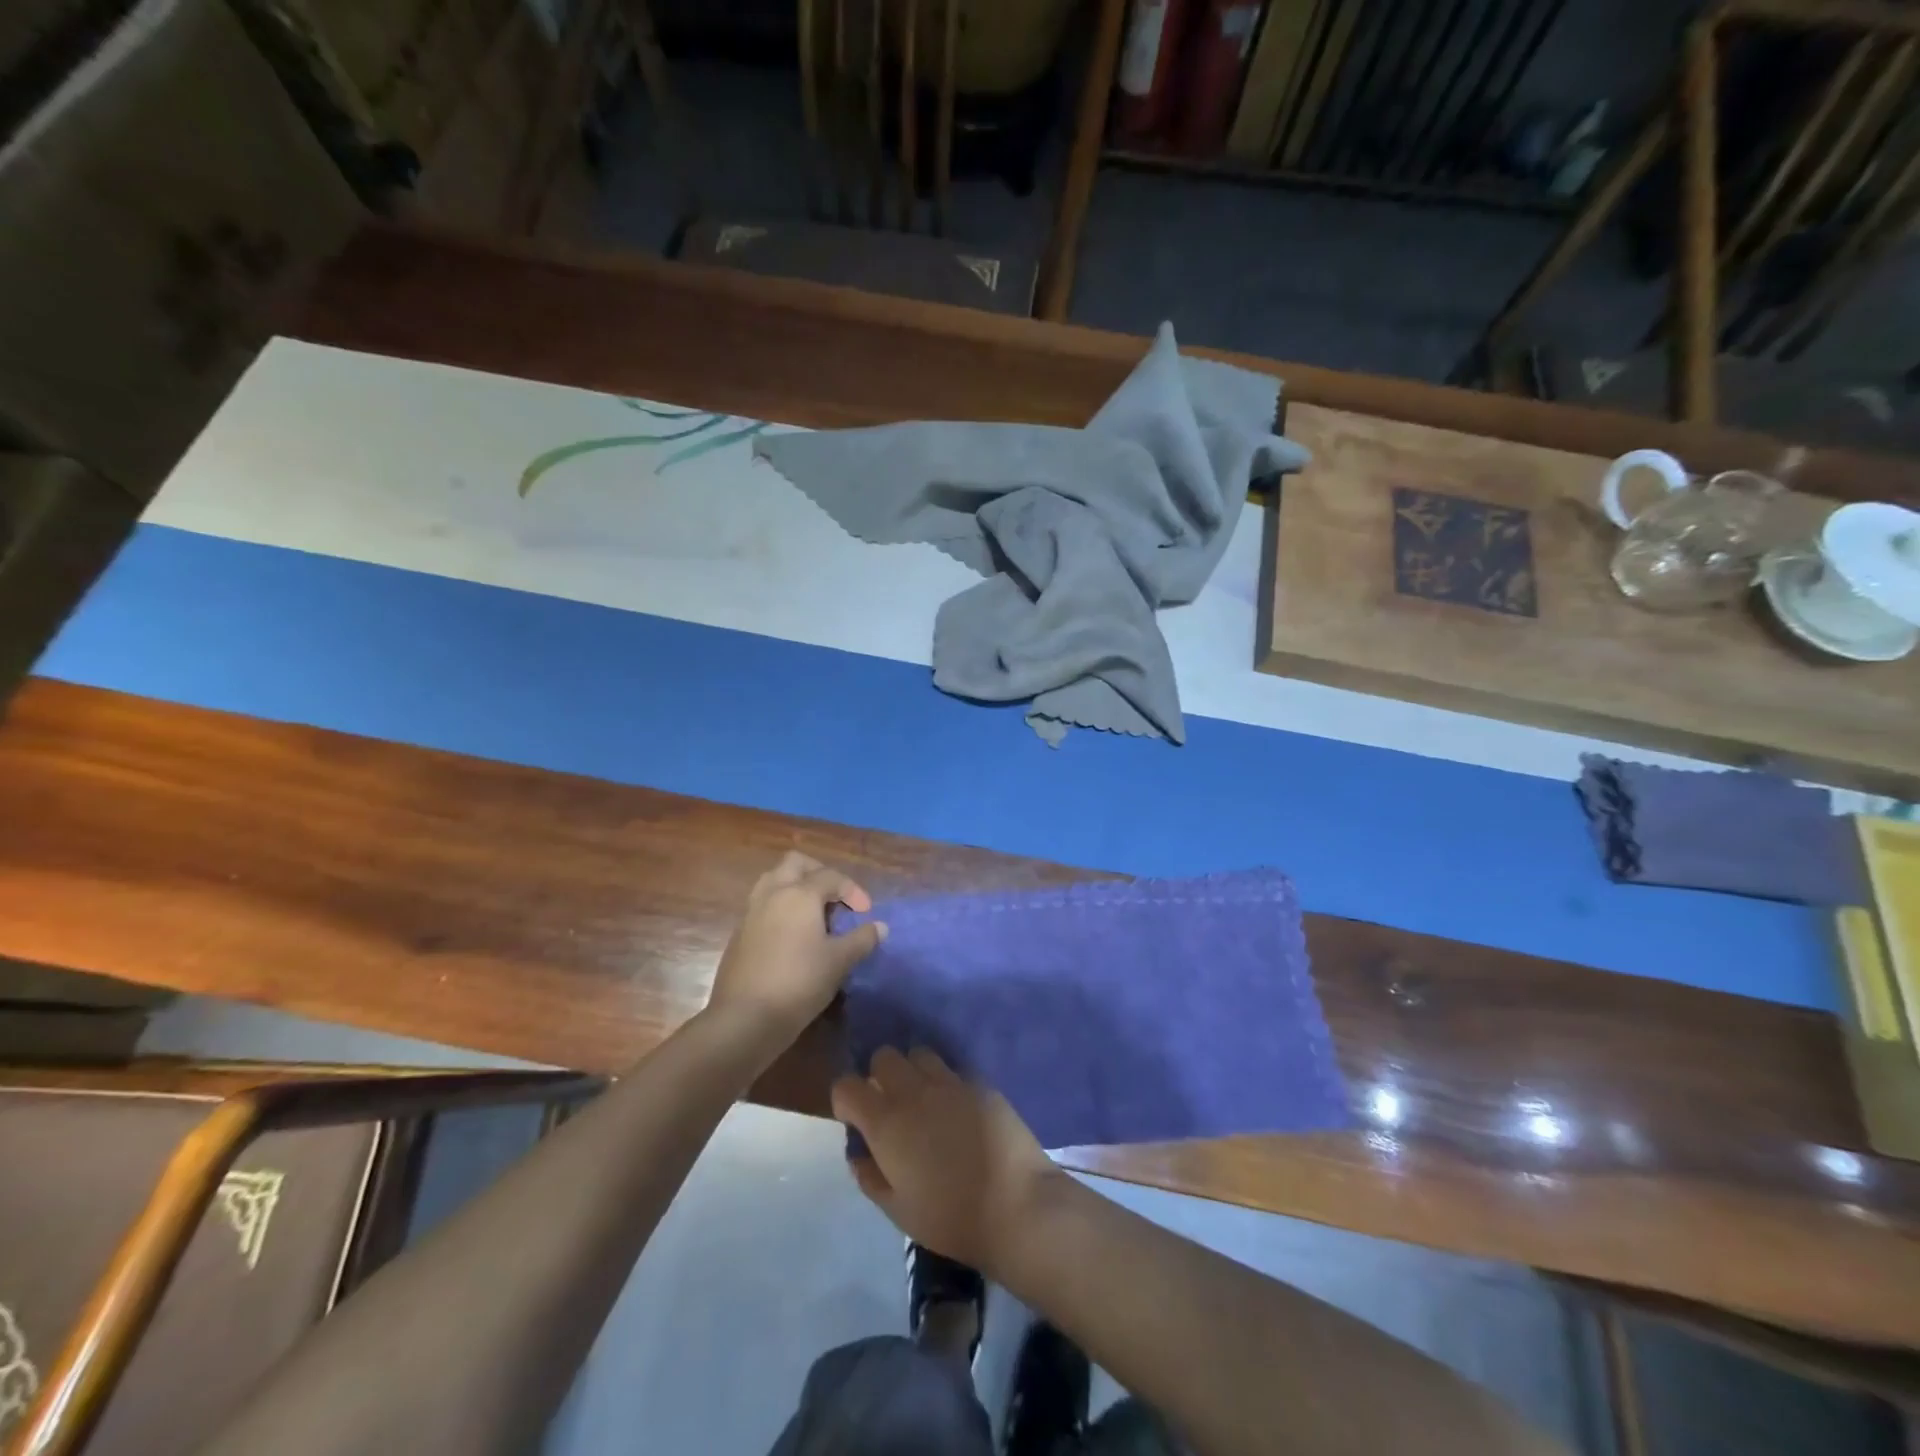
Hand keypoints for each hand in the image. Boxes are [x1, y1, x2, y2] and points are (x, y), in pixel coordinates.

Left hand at [707, 853, 885, 1041]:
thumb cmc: (799, 983)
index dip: (853, 890)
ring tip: (813, 911)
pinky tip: (793, 934)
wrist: (745, 1018)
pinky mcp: (739, 933)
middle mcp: (772, 894)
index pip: (831, 876)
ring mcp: (751, 912)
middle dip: (819, 873)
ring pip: (773, 880)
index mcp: (799, 894)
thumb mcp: (839, 962)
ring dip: (796, 886)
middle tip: (835, 897)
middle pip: (795, 863)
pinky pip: (762, 904)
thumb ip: (862, 939)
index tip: (866, 912)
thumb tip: (880, 927)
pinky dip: (781, 906)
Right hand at [832, 1047, 1063, 1276]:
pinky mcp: (979, 1081)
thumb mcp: (897, 1210)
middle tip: (890, 1106)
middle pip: (884, 1056)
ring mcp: (949, 1081)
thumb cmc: (950, 1217)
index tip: (855, 1119)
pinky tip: (957, 1109)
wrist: (1015, 1204)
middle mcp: (913, 1091)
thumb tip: (858, 1150)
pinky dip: (945, 1082)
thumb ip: (869, 1175)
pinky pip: (952, 1069)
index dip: (846, 1099)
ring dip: (913, 1071)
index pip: (846, 1085)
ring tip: (924, 1101)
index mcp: (885, 1122)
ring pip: (918, 1053)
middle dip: (879, 1075)